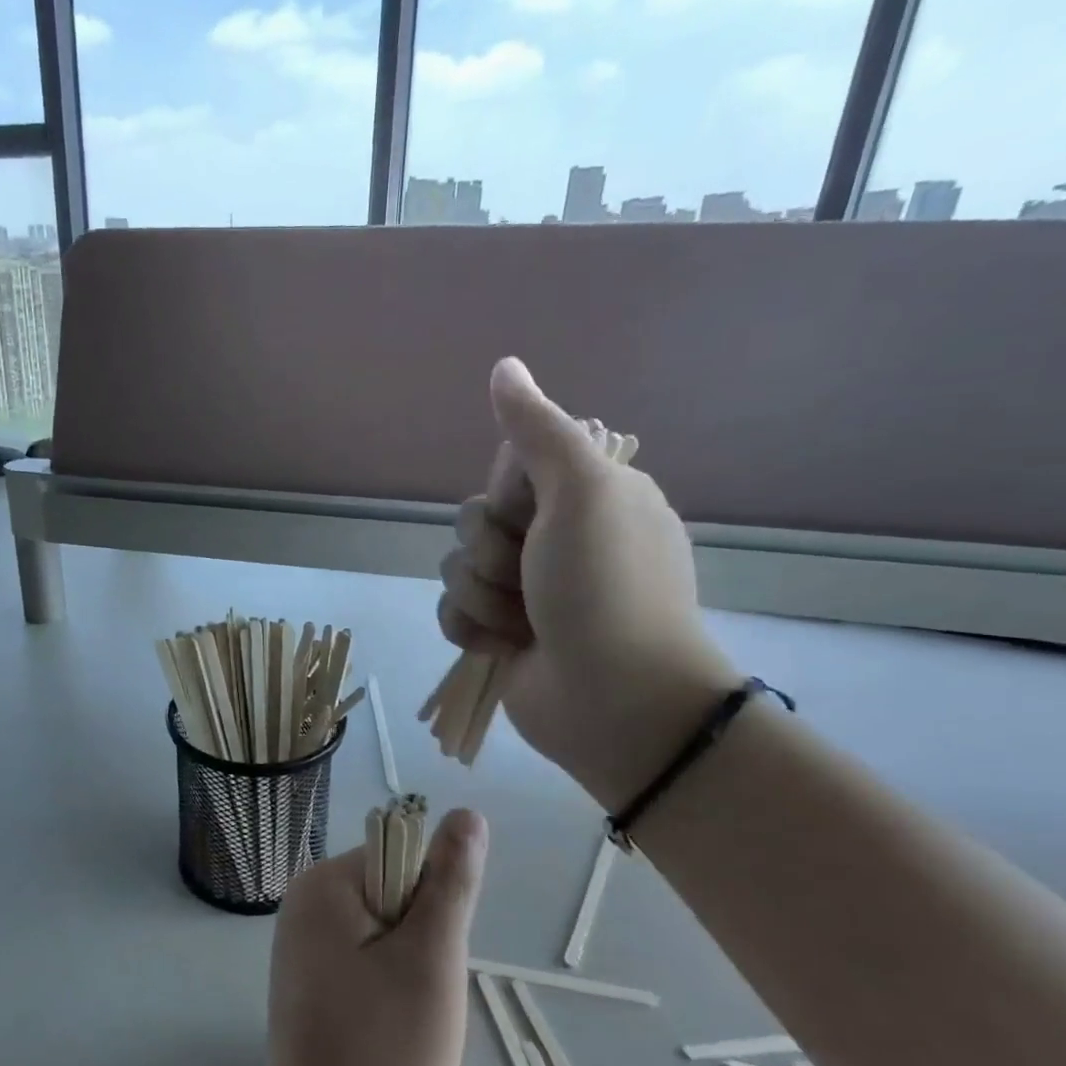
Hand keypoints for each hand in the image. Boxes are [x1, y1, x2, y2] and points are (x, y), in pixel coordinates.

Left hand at [250, 810, 487, 1065]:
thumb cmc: (381, 1051)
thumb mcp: (430, 960)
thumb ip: (451, 883)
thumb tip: (468, 814)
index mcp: (324, 882)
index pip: (404, 858)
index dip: (432, 908)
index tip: (428, 962)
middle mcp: (306, 898)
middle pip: (394, 892)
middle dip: (421, 941)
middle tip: (414, 998)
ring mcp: (303, 939)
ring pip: (387, 930)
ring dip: (410, 968)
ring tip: (401, 1018)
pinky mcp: (308, 974)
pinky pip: (367, 957)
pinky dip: (388, 986)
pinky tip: (383, 1028)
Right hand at [437, 357, 740, 809]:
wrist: (614, 699)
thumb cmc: (606, 587)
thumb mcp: (583, 492)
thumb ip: (538, 431)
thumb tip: (504, 365)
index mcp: (585, 499)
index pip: (510, 470)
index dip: (508, 493)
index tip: (532, 512)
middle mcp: (555, 541)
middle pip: (475, 520)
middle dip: (491, 551)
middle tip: (530, 575)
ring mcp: (526, 591)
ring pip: (458, 568)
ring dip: (483, 596)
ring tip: (523, 624)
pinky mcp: (500, 634)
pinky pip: (452, 612)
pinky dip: (471, 629)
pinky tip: (501, 647)